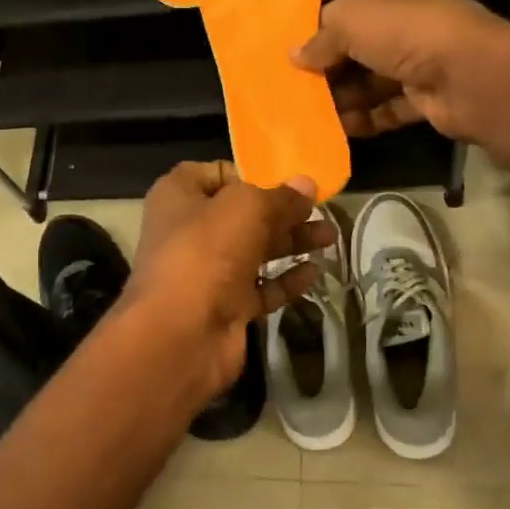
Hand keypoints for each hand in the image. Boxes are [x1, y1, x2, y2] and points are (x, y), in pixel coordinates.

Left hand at [123, 162, 336, 401]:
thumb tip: (307, 184)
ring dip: (291, 243)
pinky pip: (261, 288)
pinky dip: (286, 279)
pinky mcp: (226, 307)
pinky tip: (314, 272)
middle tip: (322, 210)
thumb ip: (281, 196)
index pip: (215, 174)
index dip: (250, 174)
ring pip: (255, 251)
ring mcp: (208, 272)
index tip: (286, 180)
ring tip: (330, 238)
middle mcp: (190, 231)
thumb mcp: (248, 209)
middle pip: (242, 214)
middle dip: (283, 211)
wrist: (181, 334)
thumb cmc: (207, 252)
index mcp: (179, 197)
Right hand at [293, 0, 509, 143]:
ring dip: (344, 97)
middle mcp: (410, 22)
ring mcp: (421, 61)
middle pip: (359, 47)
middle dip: (329, 68)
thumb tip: (294, 56)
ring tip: (310, 114)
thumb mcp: (352, 22)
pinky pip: (388, 108)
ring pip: (372, 80)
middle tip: (295, 89)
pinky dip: (366, 119)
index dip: (320, 29)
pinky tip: (339, 130)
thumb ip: (321, 37)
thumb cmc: (408, 34)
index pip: (349, 8)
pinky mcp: (427, 98)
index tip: (291, 54)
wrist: (471, 77)